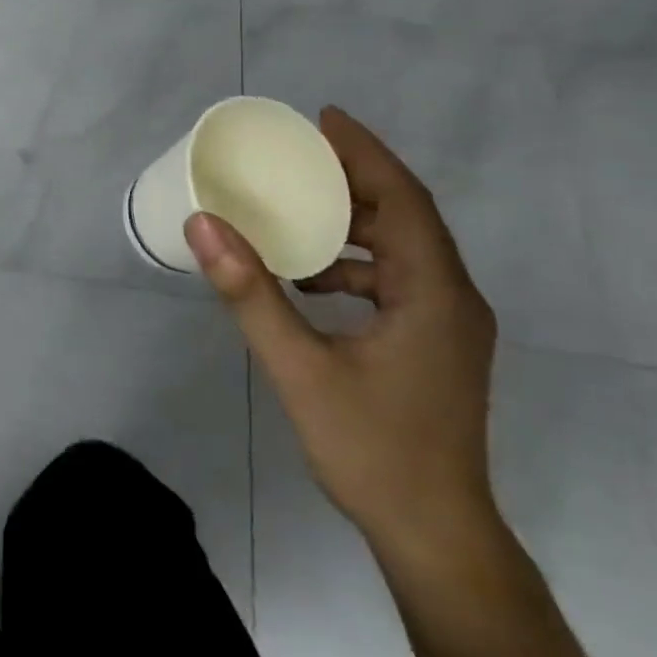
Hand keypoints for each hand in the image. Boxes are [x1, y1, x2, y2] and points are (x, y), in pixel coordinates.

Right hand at [186, 106, 498, 556]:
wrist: (436, 538)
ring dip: (355, 221)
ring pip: (405, 248)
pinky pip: (399, 279)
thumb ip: (250, 292)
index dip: (365, 152)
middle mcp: (453, 298)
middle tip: (300, 155)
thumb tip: (203, 224)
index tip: (323, 118)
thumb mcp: (300, 367)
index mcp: (435, 293)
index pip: (404, 199)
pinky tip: (312, 278)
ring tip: (299, 206)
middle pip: (407, 216)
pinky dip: (356, 263)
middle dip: (355, 178)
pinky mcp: (436, 345)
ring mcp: (449, 324)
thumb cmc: (373, 449)